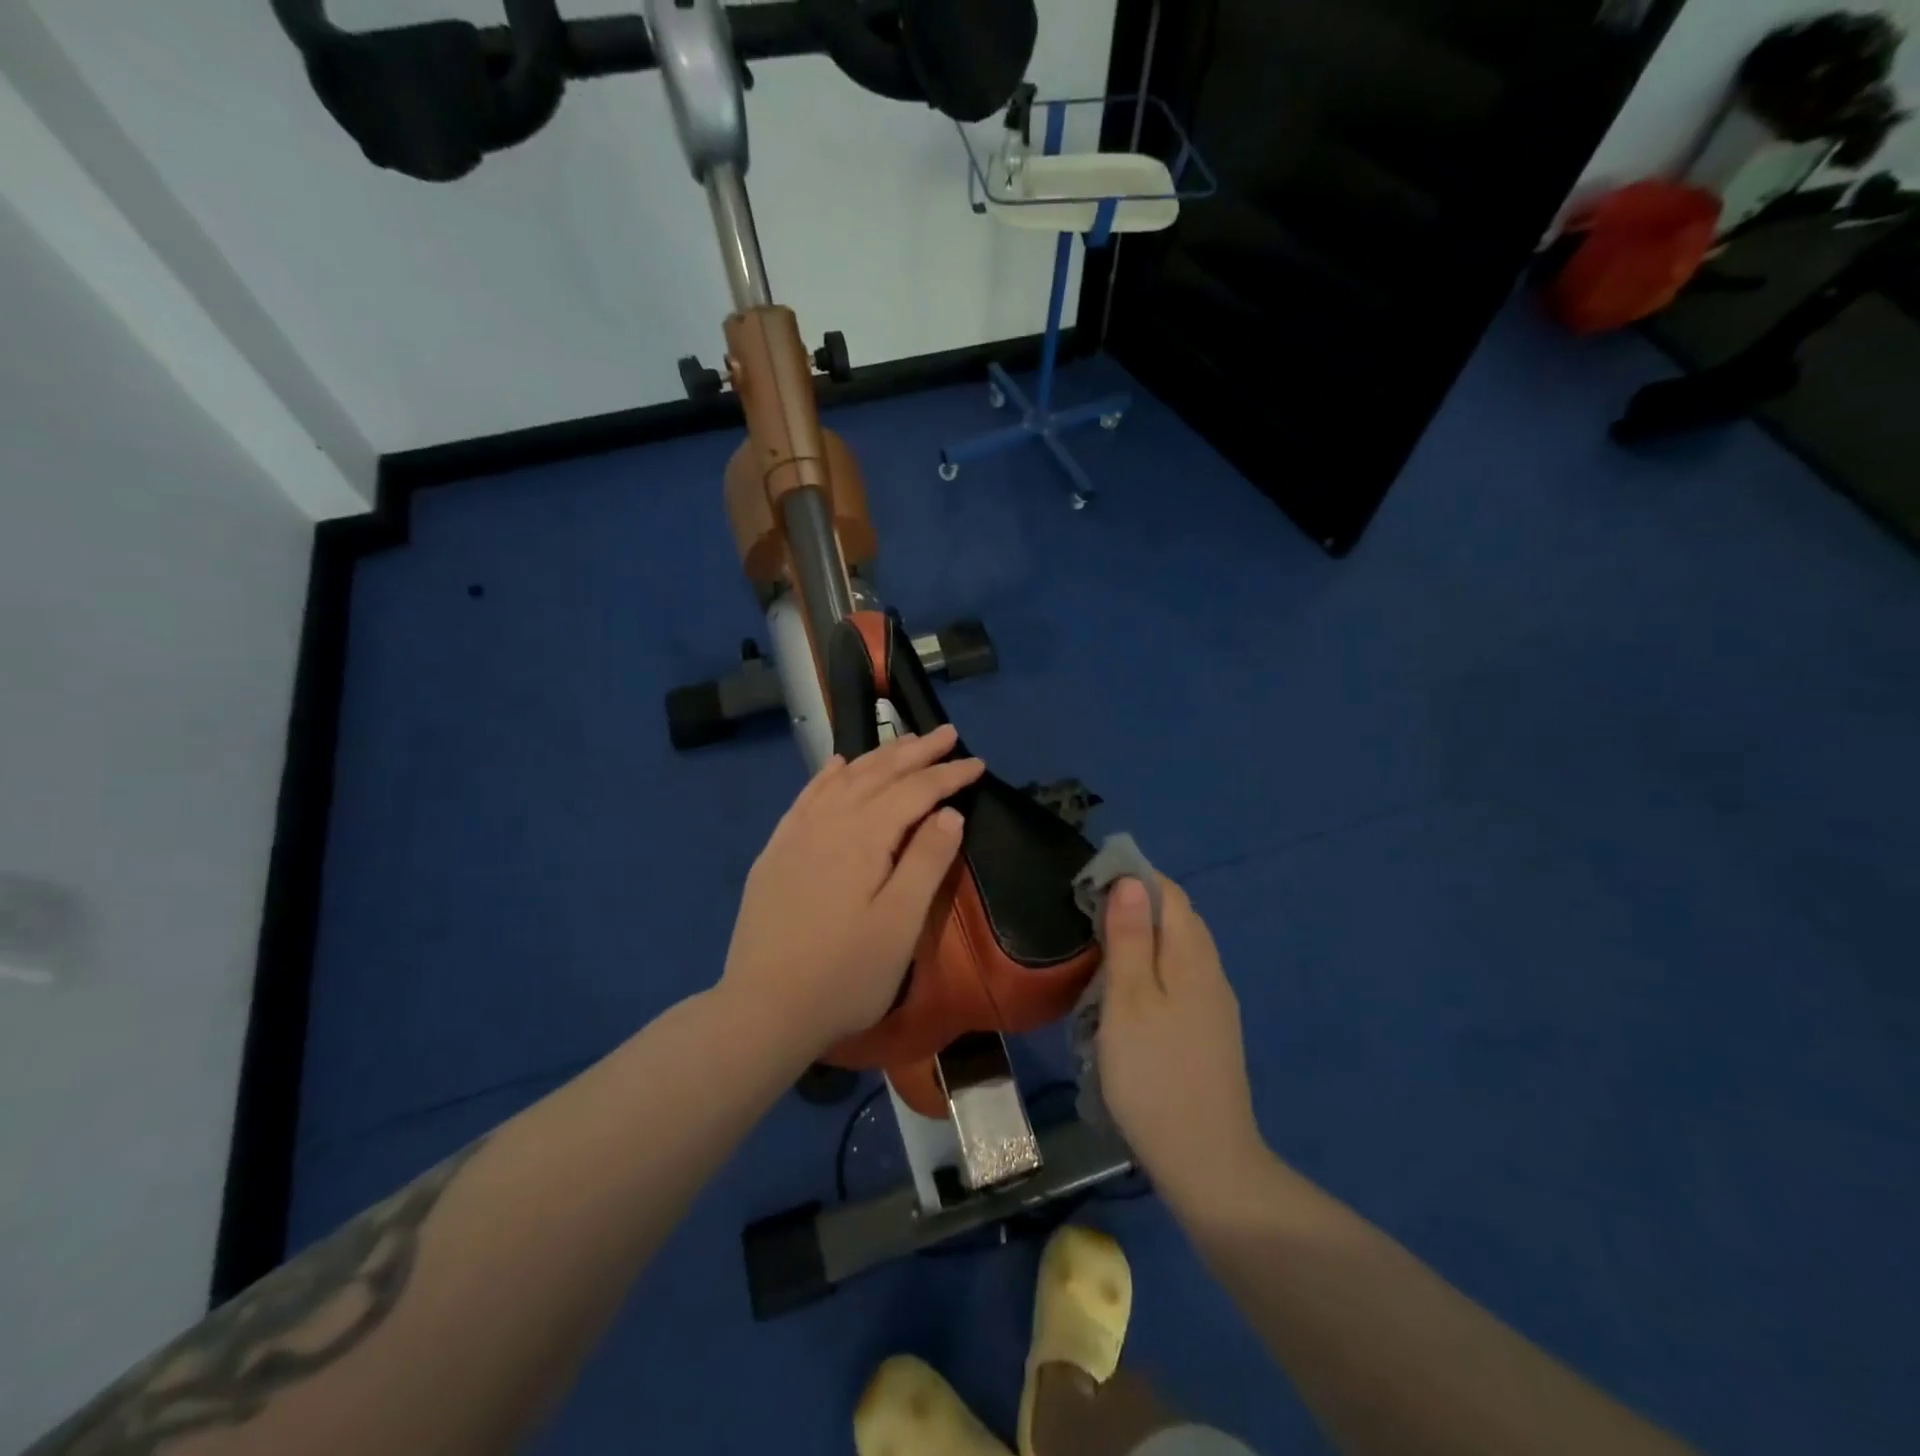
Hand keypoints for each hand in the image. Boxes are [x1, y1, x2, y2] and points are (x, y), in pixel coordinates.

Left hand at [720, 724, 985, 1058]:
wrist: (763, 1009)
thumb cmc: (845, 973)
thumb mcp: (900, 923)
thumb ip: (927, 861)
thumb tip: (948, 813)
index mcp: (864, 836)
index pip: (915, 790)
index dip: (948, 775)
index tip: (978, 763)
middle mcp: (828, 822)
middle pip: (878, 773)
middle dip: (916, 751)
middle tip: (948, 734)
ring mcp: (796, 835)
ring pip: (843, 779)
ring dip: (877, 756)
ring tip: (903, 741)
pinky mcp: (776, 853)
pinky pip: (806, 797)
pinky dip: (827, 776)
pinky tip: (837, 766)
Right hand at [1097, 875, 1267, 1211]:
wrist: (1206, 1163)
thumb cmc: (1154, 1074)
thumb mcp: (1129, 1000)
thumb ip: (1130, 938)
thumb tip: (1131, 880)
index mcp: (1193, 957)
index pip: (1170, 893)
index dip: (1134, 878)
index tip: (1091, 886)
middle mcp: (1212, 972)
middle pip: (1178, 920)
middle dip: (1135, 909)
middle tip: (1087, 922)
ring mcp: (1215, 1006)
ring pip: (1179, 953)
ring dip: (1142, 942)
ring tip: (1100, 958)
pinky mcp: (1210, 1034)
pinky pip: (1180, 982)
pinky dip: (1153, 973)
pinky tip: (1128, 999)